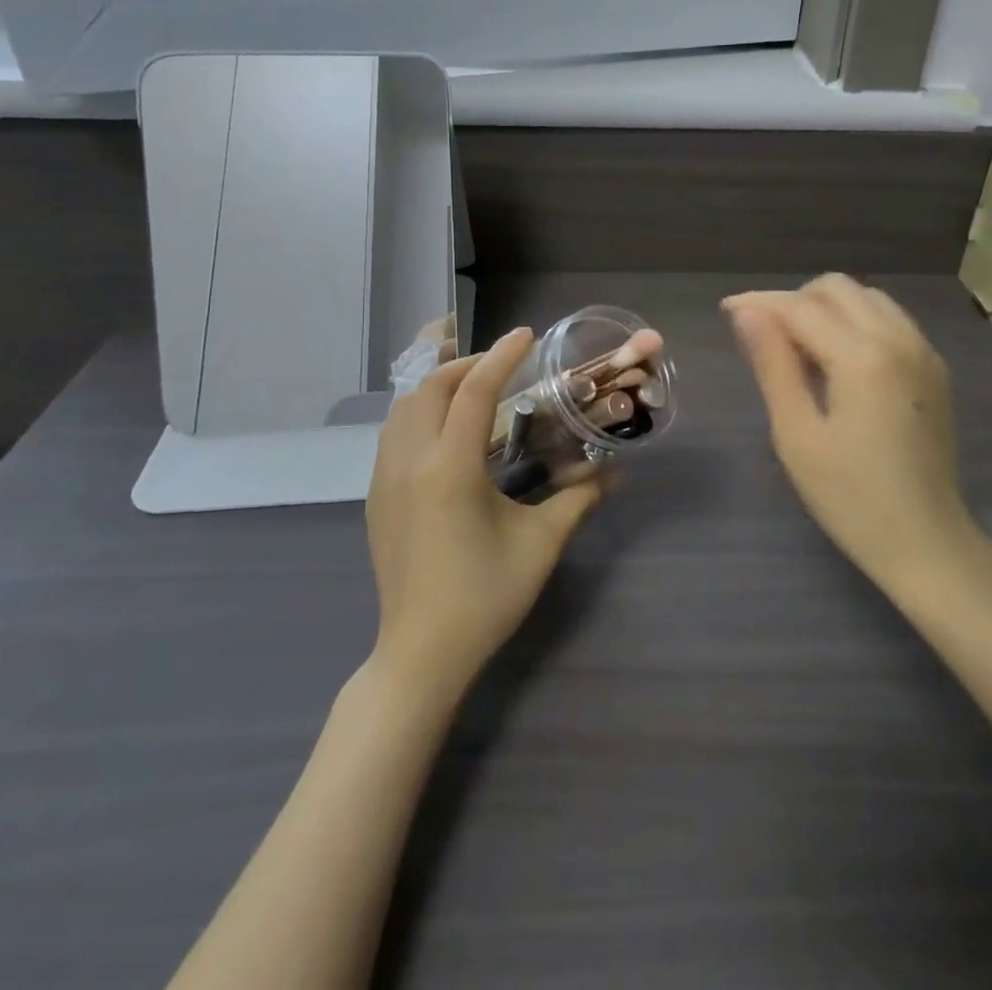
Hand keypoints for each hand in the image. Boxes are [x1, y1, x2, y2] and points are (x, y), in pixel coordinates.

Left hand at [365, 328, 602, 700]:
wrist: (421, 654)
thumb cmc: (485, 597)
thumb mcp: (540, 544)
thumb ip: (578, 499)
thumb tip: (617, 475)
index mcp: (450, 469)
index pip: (474, 391)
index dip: (502, 356)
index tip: (526, 336)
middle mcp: (409, 462)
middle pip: (429, 388)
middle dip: (466, 363)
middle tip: (503, 362)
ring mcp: (384, 479)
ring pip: (403, 407)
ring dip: (438, 385)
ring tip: (474, 386)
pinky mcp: (375, 496)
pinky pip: (393, 433)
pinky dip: (420, 411)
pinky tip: (446, 428)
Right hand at [724, 276, 991, 603]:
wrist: (926, 543)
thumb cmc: (851, 497)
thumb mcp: (797, 434)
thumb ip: (772, 365)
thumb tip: (746, 313)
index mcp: (863, 357)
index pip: (801, 307)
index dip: (759, 303)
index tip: (726, 310)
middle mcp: (899, 339)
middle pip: (838, 288)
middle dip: (794, 299)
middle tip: (764, 335)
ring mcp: (923, 352)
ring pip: (867, 298)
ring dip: (827, 307)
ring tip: (798, 346)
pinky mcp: (934, 369)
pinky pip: (890, 320)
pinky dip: (856, 321)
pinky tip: (837, 359)